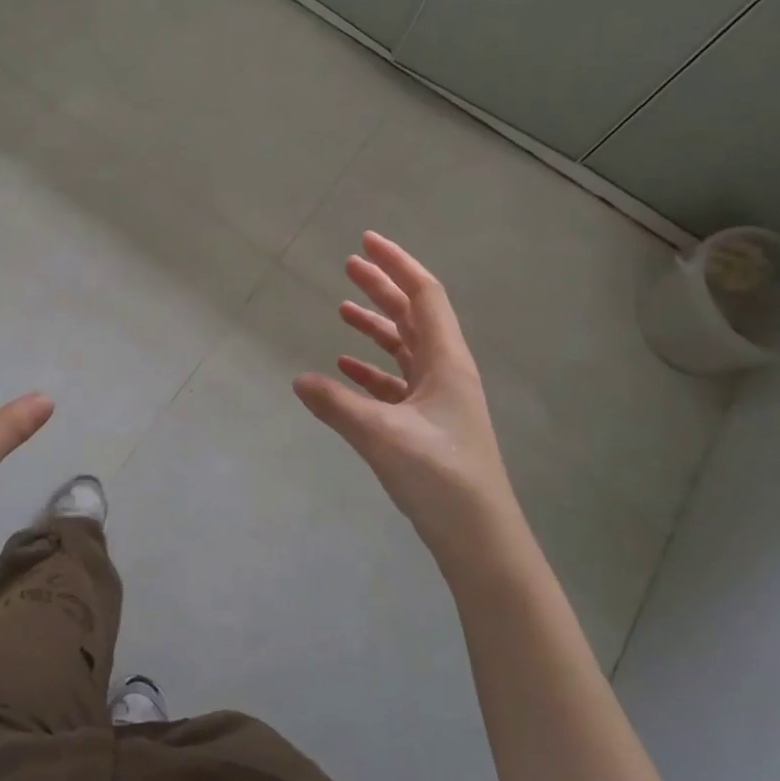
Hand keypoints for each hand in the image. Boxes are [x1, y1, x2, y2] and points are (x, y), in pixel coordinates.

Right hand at [293, 232, 520, 573]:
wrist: (480, 538)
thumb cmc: (440, 477)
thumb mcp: (381, 436)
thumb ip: (337, 405)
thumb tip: (299, 380)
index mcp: (446, 361)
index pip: (423, 295)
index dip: (396, 264)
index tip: (366, 241)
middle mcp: (446, 371)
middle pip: (413, 315)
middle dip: (382, 287)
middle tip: (348, 265)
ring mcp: (439, 399)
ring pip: (404, 348)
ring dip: (376, 327)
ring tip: (342, 310)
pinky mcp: (428, 424)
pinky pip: (396, 383)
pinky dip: (372, 370)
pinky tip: (345, 370)